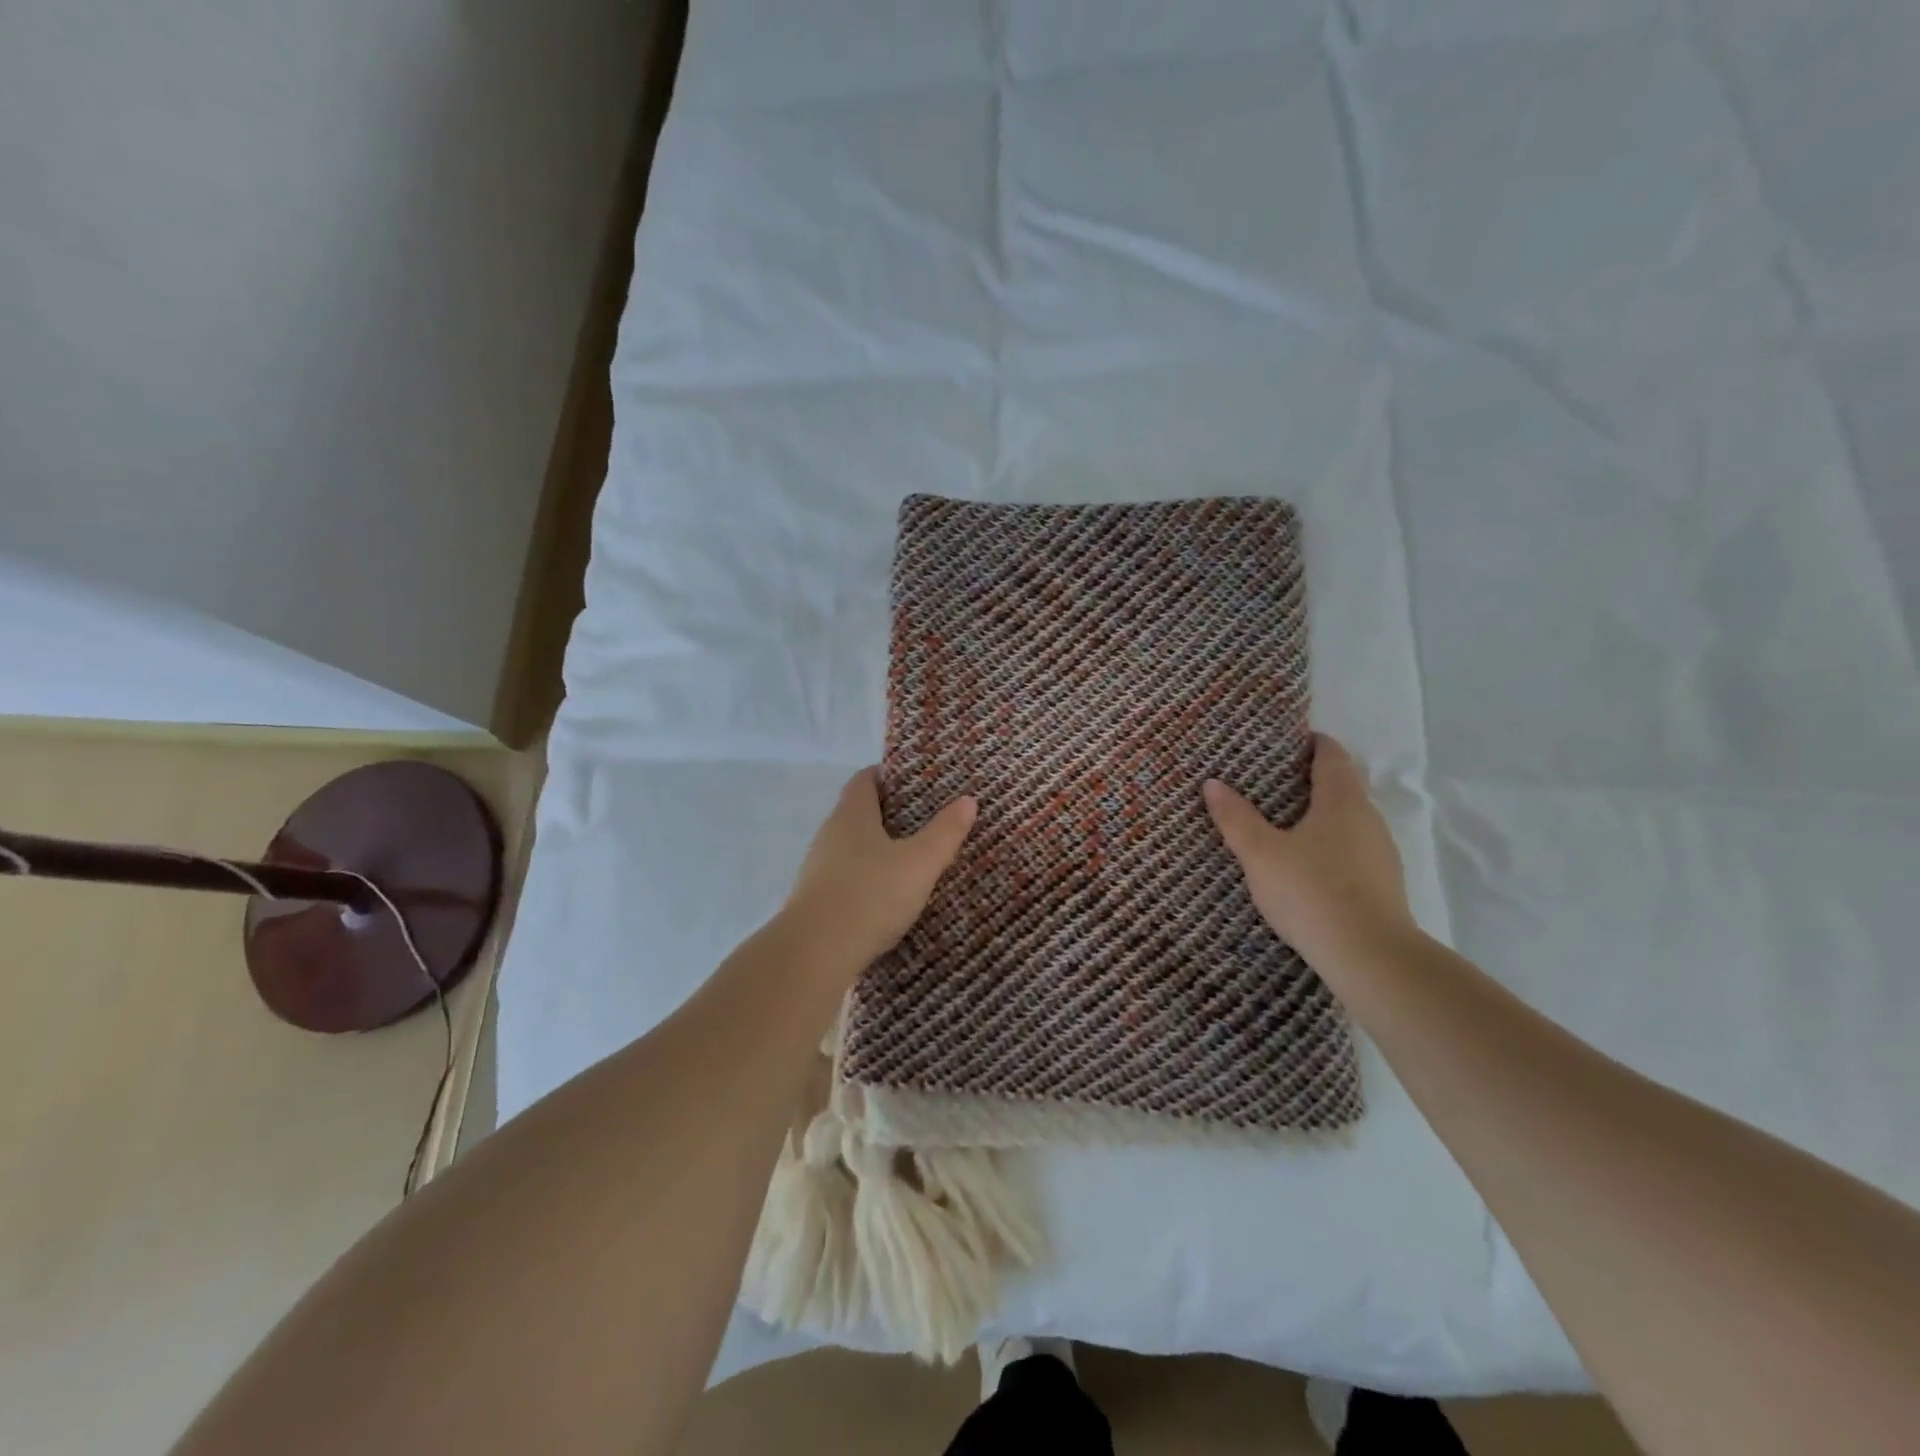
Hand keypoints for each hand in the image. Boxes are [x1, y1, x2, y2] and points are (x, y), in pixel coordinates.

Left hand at [781, 768, 976, 968]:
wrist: (815, 954)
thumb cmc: (870, 895)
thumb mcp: (920, 863)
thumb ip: (945, 832)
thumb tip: (967, 800)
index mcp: (852, 815)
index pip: (865, 779)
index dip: (889, 775)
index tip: (917, 781)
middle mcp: (830, 835)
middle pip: (860, 813)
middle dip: (891, 814)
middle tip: (928, 820)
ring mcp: (819, 869)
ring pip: (854, 848)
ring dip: (880, 850)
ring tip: (914, 859)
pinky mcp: (817, 901)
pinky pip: (848, 878)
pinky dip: (869, 880)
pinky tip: (890, 897)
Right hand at [1203, 734, 1415, 971]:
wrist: (1370, 957)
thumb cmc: (1312, 892)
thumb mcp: (1261, 854)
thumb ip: (1236, 818)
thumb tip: (1213, 783)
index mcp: (1342, 800)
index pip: (1332, 755)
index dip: (1312, 742)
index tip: (1285, 739)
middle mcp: (1368, 818)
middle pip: (1342, 785)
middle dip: (1310, 779)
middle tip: (1270, 782)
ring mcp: (1380, 853)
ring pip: (1348, 820)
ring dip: (1320, 815)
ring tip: (1282, 823)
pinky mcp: (1382, 884)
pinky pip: (1352, 849)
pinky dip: (1330, 845)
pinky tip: (1306, 865)